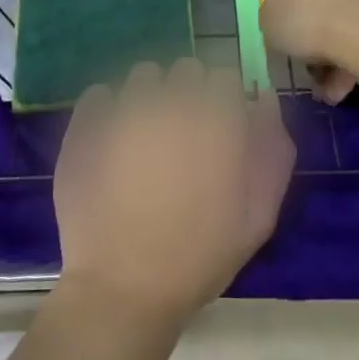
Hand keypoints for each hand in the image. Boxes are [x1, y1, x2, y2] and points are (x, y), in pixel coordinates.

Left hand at [54, 59, 293, 326]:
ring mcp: (124, 109)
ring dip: (150, 95)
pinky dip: (108, 108)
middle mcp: (171, 103)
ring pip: (144, 75)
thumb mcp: (258, 216)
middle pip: (186, 69)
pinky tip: (111, 140)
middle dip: (189, 93)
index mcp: (215, 121)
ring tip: (145, 137)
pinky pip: (101, 93)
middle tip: (183, 135)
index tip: (218, 126)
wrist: (122, 290)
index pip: (225, 76)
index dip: (223, 100)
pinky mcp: (87, 122)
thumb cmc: (198, 257)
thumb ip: (272, 151)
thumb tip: (264, 98)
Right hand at [261, 0, 358, 103]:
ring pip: (334, 6)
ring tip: (330, 85)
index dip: (275, 0)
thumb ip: (271, 17)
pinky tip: (349, 78)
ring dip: (332, 41)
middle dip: (307, 21)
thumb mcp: (267, 27)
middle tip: (304, 54)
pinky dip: (352, 42)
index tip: (278, 24)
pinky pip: (356, 16)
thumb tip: (281, 16)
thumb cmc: (302, 22)